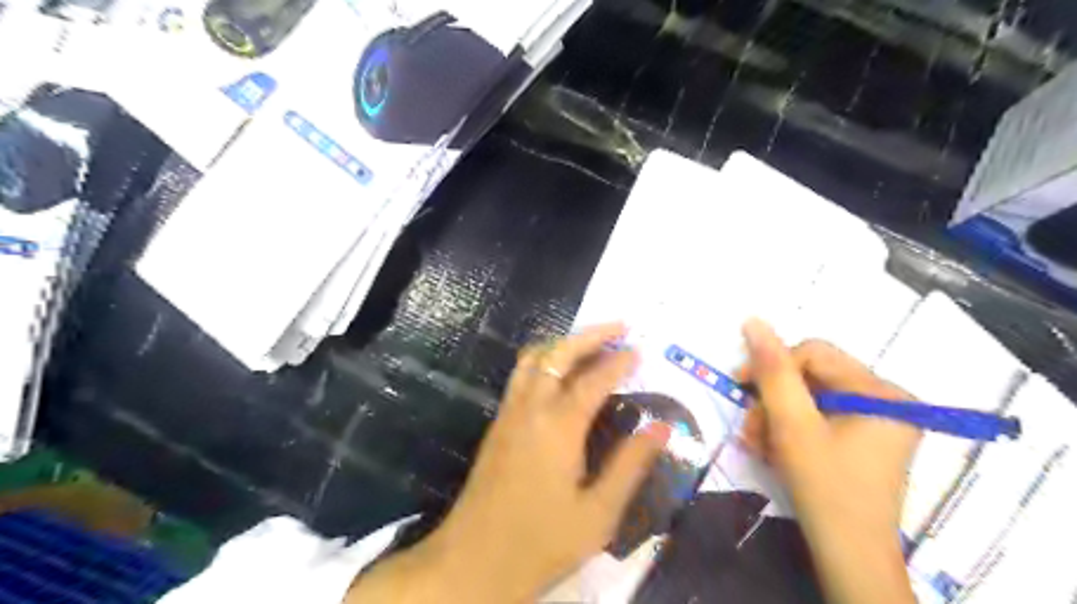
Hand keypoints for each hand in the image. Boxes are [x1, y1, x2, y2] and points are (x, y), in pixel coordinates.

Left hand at [349, 326, 669, 603]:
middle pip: (558, 353)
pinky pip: (522, 374)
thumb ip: (630, 466)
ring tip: (592, 342)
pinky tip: (559, 371)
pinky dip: (545, 358)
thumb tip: (661, 427)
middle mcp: (530, 408)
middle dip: (590, 335)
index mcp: (558, 427)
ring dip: (563, 342)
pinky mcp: (498, 423)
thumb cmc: (540, 542)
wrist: (472, 561)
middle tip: (620, 326)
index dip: (619, 362)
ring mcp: (509, 413)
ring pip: (533, 358)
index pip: (593, 379)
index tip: (640, 351)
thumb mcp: (598, 514)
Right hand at [741, 319, 915, 600]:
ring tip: (758, 445)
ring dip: (775, 418)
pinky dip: (789, 431)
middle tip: (752, 428)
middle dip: (772, 401)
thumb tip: (753, 321)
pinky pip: (816, 419)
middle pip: (811, 377)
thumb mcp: (793, 426)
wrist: (850, 558)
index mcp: (880, 392)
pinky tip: (773, 451)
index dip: (773, 366)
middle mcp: (885, 400)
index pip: (814, 353)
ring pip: (808, 399)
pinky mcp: (861, 440)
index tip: (739, 387)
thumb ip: (773, 371)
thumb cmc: (825, 489)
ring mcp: (875, 421)